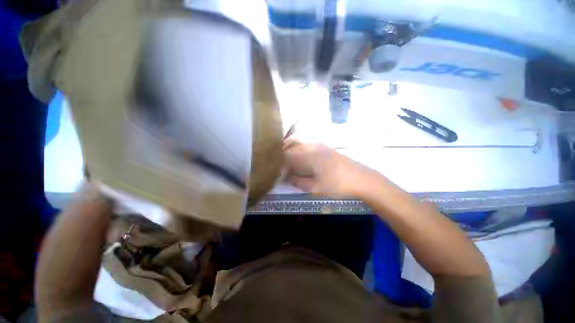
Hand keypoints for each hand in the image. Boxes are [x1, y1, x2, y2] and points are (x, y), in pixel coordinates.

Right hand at [283, 140, 374, 197]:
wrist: (362, 179)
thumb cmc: (338, 185)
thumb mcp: (316, 188)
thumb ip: (299, 182)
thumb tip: (287, 177)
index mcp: (308, 155)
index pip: (287, 156)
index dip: (279, 163)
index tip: (277, 173)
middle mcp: (313, 146)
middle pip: (291, 143)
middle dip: (282, 151)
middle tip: (278, 162)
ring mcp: (320, 145)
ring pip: (299, 140)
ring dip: (290, 147)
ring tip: (287, 158)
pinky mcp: (326, 147)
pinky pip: (307, 143)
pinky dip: (299, 147)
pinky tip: (300, 157)